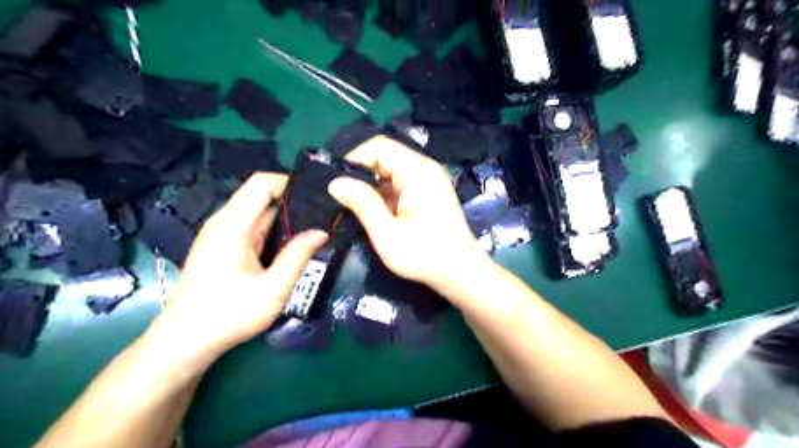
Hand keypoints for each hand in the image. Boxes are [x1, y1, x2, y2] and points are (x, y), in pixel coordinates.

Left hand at [148, 173, 324, 371]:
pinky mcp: (222, 246)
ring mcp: (221, 234)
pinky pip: (253, 227)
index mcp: (233, 225)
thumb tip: (321, 232)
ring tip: (313, 230)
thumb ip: (297, 257)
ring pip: (259, 213)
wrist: (185, 341)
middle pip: (261, 196)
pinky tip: (291, 246)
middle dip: (293, 202)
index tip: (316, 196)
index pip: (261, 183)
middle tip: (323, 217)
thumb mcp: (273, 289)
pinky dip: (274, 231)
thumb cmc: (228, 315)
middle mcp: (224, 222)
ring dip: (285, 219)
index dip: (289, 182)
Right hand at [328, 137, 489, 293]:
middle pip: (385, 156)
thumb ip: (362, 203)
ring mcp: (429, 179)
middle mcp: (425, 168)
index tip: (337, 184)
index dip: (354, 159)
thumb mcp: (387, 233)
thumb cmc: (424, 255)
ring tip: (358, 210)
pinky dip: (385, 195)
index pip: (378, 146)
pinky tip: (379, 215)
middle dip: (362, 176)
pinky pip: (400, 183)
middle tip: (344, 200)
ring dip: (373, 187)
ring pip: (391, 171)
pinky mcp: (429, 192)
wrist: (461, 272)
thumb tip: (335, 182)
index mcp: (417, 171)